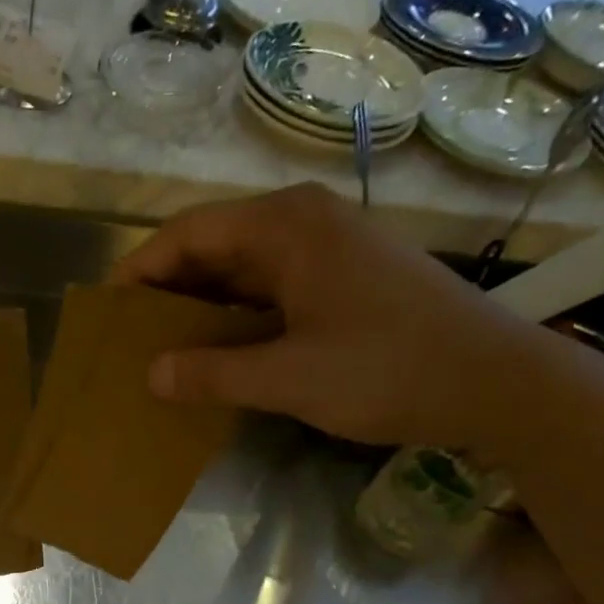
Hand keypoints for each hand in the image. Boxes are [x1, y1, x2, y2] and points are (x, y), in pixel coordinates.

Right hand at [115, 183, 549, 451]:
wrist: (496, 381)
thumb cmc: (388, 369)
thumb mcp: (289, 378)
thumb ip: (213, 373)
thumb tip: (151, 375)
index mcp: (285, 226)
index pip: (187, 233)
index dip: (141, 270)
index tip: (107, 312)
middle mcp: (303, 222)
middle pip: (213, 246)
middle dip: (167, 290)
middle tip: (129, 338)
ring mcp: (329, 248)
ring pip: (242, 268)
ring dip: (202, 305)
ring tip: (163, 348)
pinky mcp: (346, 277)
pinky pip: (272, 287)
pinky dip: (238, 315)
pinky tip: (221, 351)